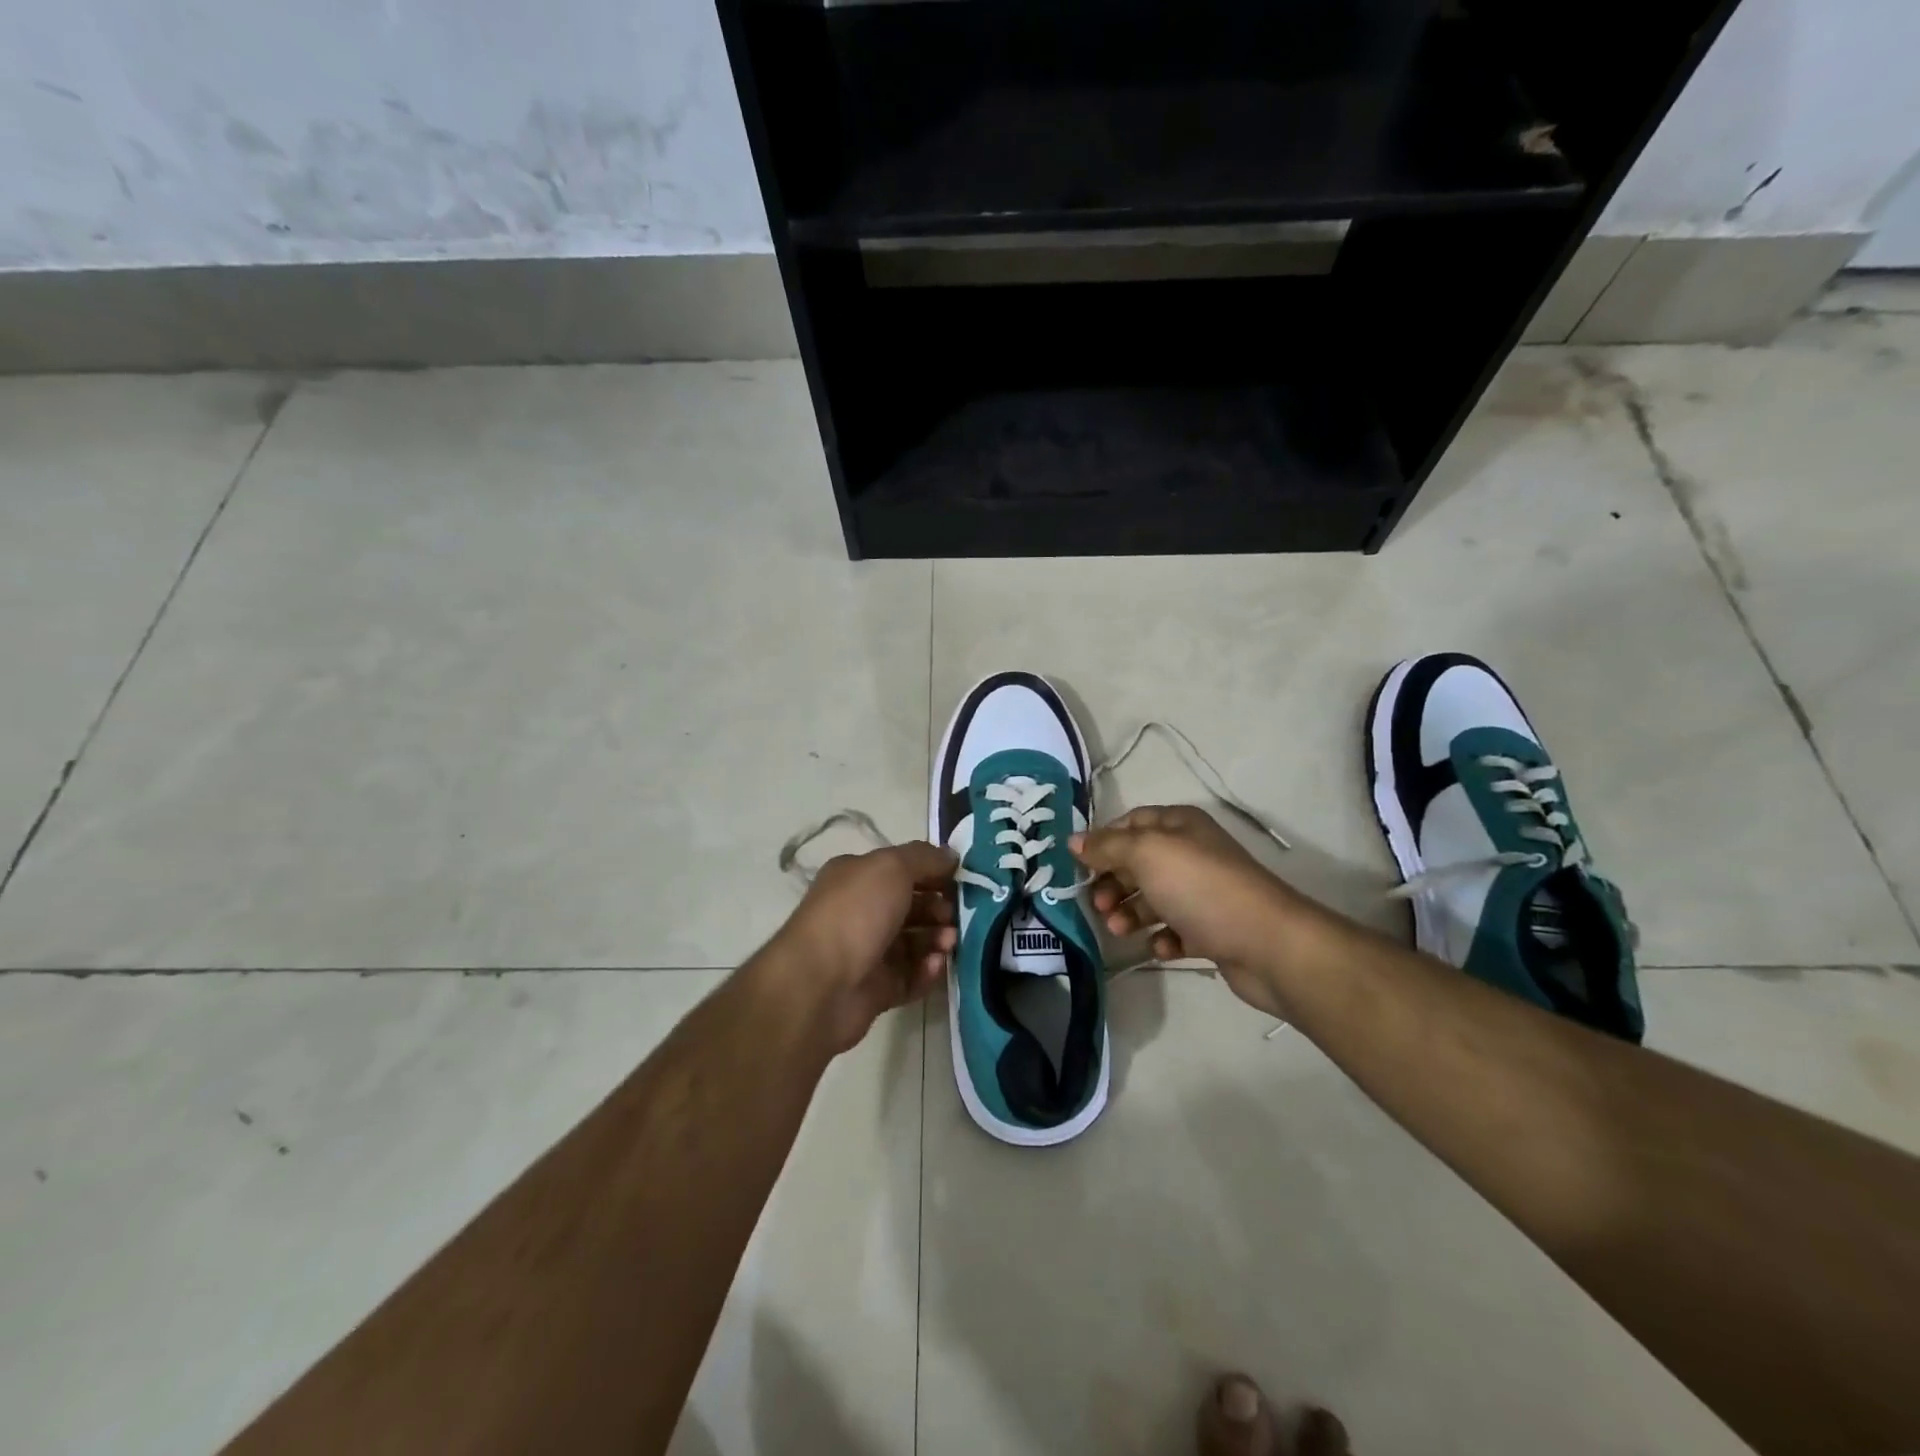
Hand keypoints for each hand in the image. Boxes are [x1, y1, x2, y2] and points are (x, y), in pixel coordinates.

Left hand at [769, 841, 957, 1053]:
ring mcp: (866, 953)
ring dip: (936, 940)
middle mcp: (859, 912)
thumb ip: (924, 858)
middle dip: (938, 909)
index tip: (961, 879)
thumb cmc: (855, 914)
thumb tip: (950, 855)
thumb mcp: (891, 868)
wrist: (819, 985)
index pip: (900, 869)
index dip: (932, 872)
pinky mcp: (875, 990)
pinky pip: (909, 977)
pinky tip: (934, 966)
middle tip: (956, 917)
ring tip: (949, 943)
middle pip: (910, 907)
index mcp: (856, 878)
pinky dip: (926, 971)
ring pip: (913, 943)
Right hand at [1072, 806, 1301, 1021]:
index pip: (1130, 823)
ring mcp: (1202, 893)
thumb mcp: (1146, 854)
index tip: (1079, 867)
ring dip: (1130, 913)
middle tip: (1098, 905)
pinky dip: (1162, 938)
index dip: (1102, 842)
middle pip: (1137, 863)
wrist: (1268, 944)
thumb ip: (1107, 846)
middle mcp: (1191, 853)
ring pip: (1152, 899)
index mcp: (1179, 825)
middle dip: (1113, 883)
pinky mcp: (1212, 930)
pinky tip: (1162, 948)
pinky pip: (1175, 930)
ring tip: (1119, 930)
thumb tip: (1074, 840)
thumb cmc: (1201, 888)